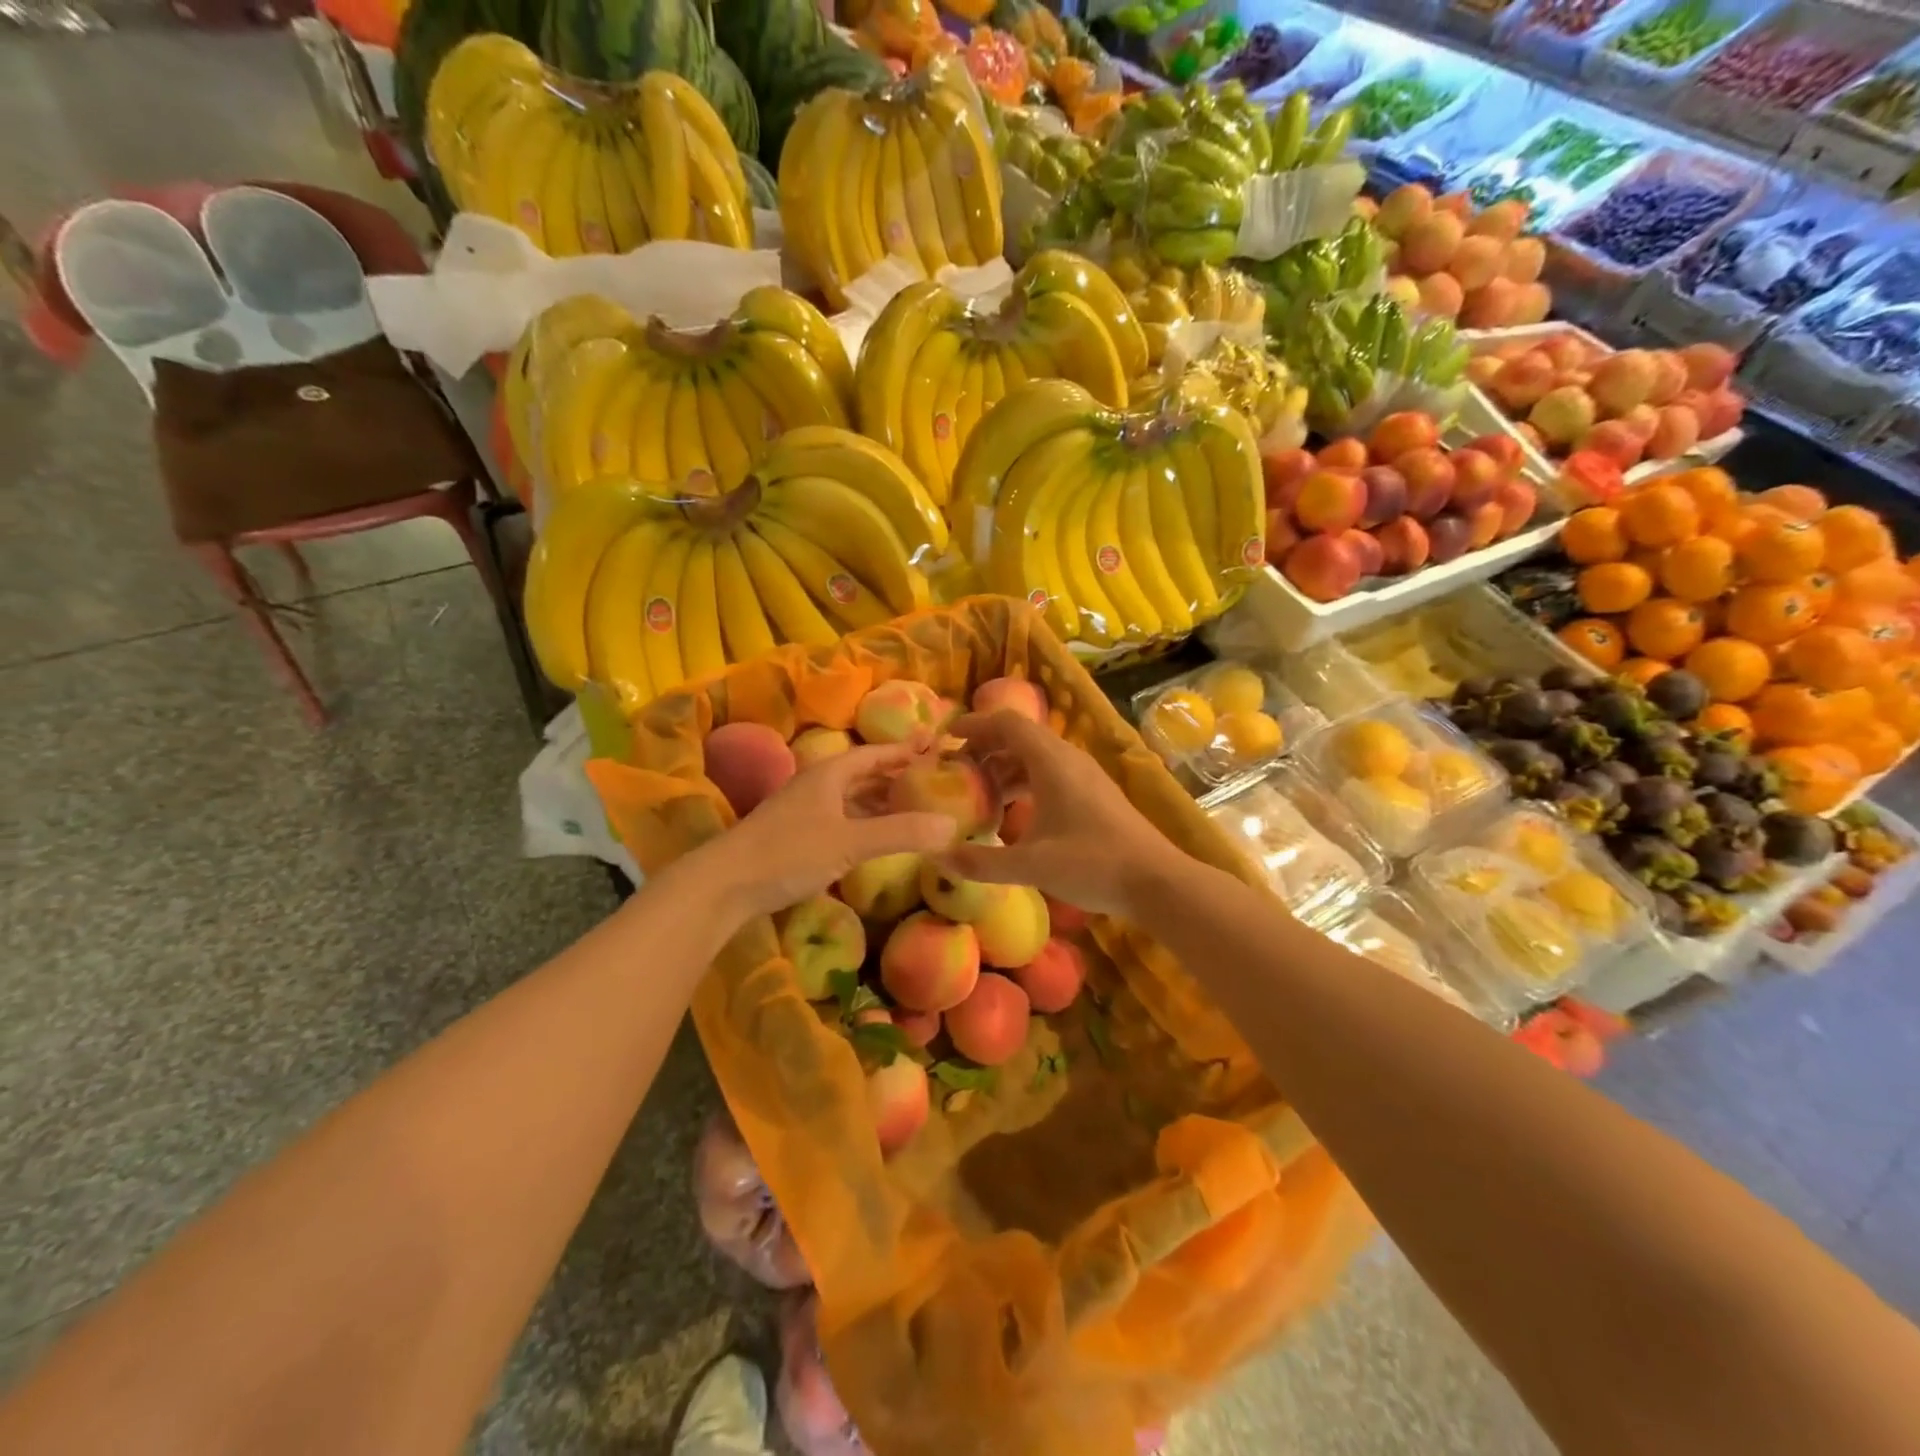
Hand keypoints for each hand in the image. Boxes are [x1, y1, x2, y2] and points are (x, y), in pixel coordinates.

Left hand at [695, 744, 958, 921]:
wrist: (724, 884)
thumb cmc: (789, 853)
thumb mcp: (850, 842)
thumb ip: (900, 833)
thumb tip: (951, 826)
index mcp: (830, 774)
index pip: (876, 754)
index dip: (906, 750)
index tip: (936, 746)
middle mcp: (818, 785)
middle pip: (864, 774)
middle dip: (897, 775)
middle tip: (933, 780)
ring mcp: (805, 811)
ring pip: (852, 798)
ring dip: (881, 800)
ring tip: (914, 807)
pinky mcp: (797, 836)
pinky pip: (842, 819)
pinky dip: (865, 822)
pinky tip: (877, 837)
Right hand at [938, 711, 1187, 917]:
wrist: (1156, 881)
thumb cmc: (1092, 864)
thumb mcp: (1031, 866)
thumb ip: (982, 862)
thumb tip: (938, 858)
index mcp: (1052, 761)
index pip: (1007, 723)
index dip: (975, 726)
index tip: (946, 740)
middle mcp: (1068, 759)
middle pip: (1020, 737)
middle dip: (986, 749)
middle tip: (957, 771)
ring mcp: (1085, 776)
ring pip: (1036, 757)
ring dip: (1005, 768)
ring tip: (980, 794)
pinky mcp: (1094, 795)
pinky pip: (1051, 774)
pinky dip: (1025, 783)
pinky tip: (1014, 814)